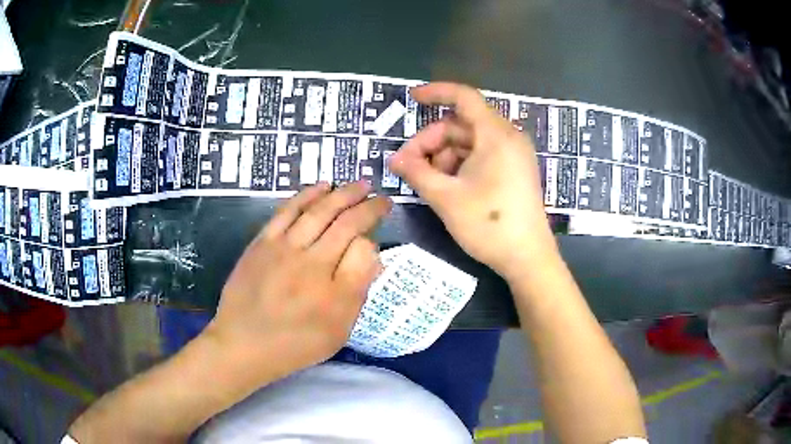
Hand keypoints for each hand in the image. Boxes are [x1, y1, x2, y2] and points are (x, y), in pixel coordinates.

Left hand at [205, 181, 391, 379]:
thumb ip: (357, 292)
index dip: (374, 239)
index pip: (364, 249)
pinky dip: (308, 195)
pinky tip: (322, 186)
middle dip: (368, 207)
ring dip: (343, 194)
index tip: (376, 236)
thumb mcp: (336, 331)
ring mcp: (284, 248)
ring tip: (360, 185)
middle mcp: (312, 262)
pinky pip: (288, 210)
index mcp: (334, 290)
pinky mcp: (263, 241)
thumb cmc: (294, 344)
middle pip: (345, 223)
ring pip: (320, 210)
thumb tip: (373, 255)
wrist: (243, 343)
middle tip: (382, 198)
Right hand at [389, 82, 556, 278]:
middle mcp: (508, 137)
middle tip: (408, 165)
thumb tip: (394, 159)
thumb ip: (416, 172)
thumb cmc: (489, 225)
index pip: (463, 97)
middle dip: (431, 141)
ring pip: (469, 142)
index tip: (412, 98)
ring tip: (427, 181)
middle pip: (461, 124)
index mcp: (496, 135)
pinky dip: (459, 164)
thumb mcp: (446, 197)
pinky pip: (481, 156)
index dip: (436, 92)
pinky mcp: (514, 170)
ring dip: (443, 156)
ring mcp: (513, 155)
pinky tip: (446, 185)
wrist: (527, 258)